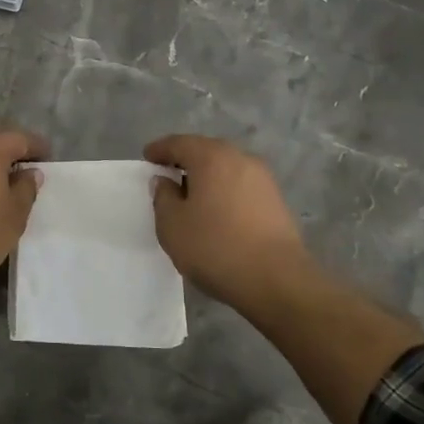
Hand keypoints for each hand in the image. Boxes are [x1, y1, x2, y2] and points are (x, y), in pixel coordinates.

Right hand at [144, 135, 313, 318]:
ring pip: (226, 168)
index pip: (179, 143)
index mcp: (211, 157)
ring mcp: (263, 179)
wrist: (276, 280)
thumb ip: (163, 197)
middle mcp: (240, 159)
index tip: (147, 158)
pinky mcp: (276, 200)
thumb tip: (165, 181)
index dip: (160, 149)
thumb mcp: (172, 225)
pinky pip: (241, 185)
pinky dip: (224, 190)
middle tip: (167, 175)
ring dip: (207, 176)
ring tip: (191, 196)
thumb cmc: (215, 247)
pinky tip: (217, 211)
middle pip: (206, 151)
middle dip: (185, 160)